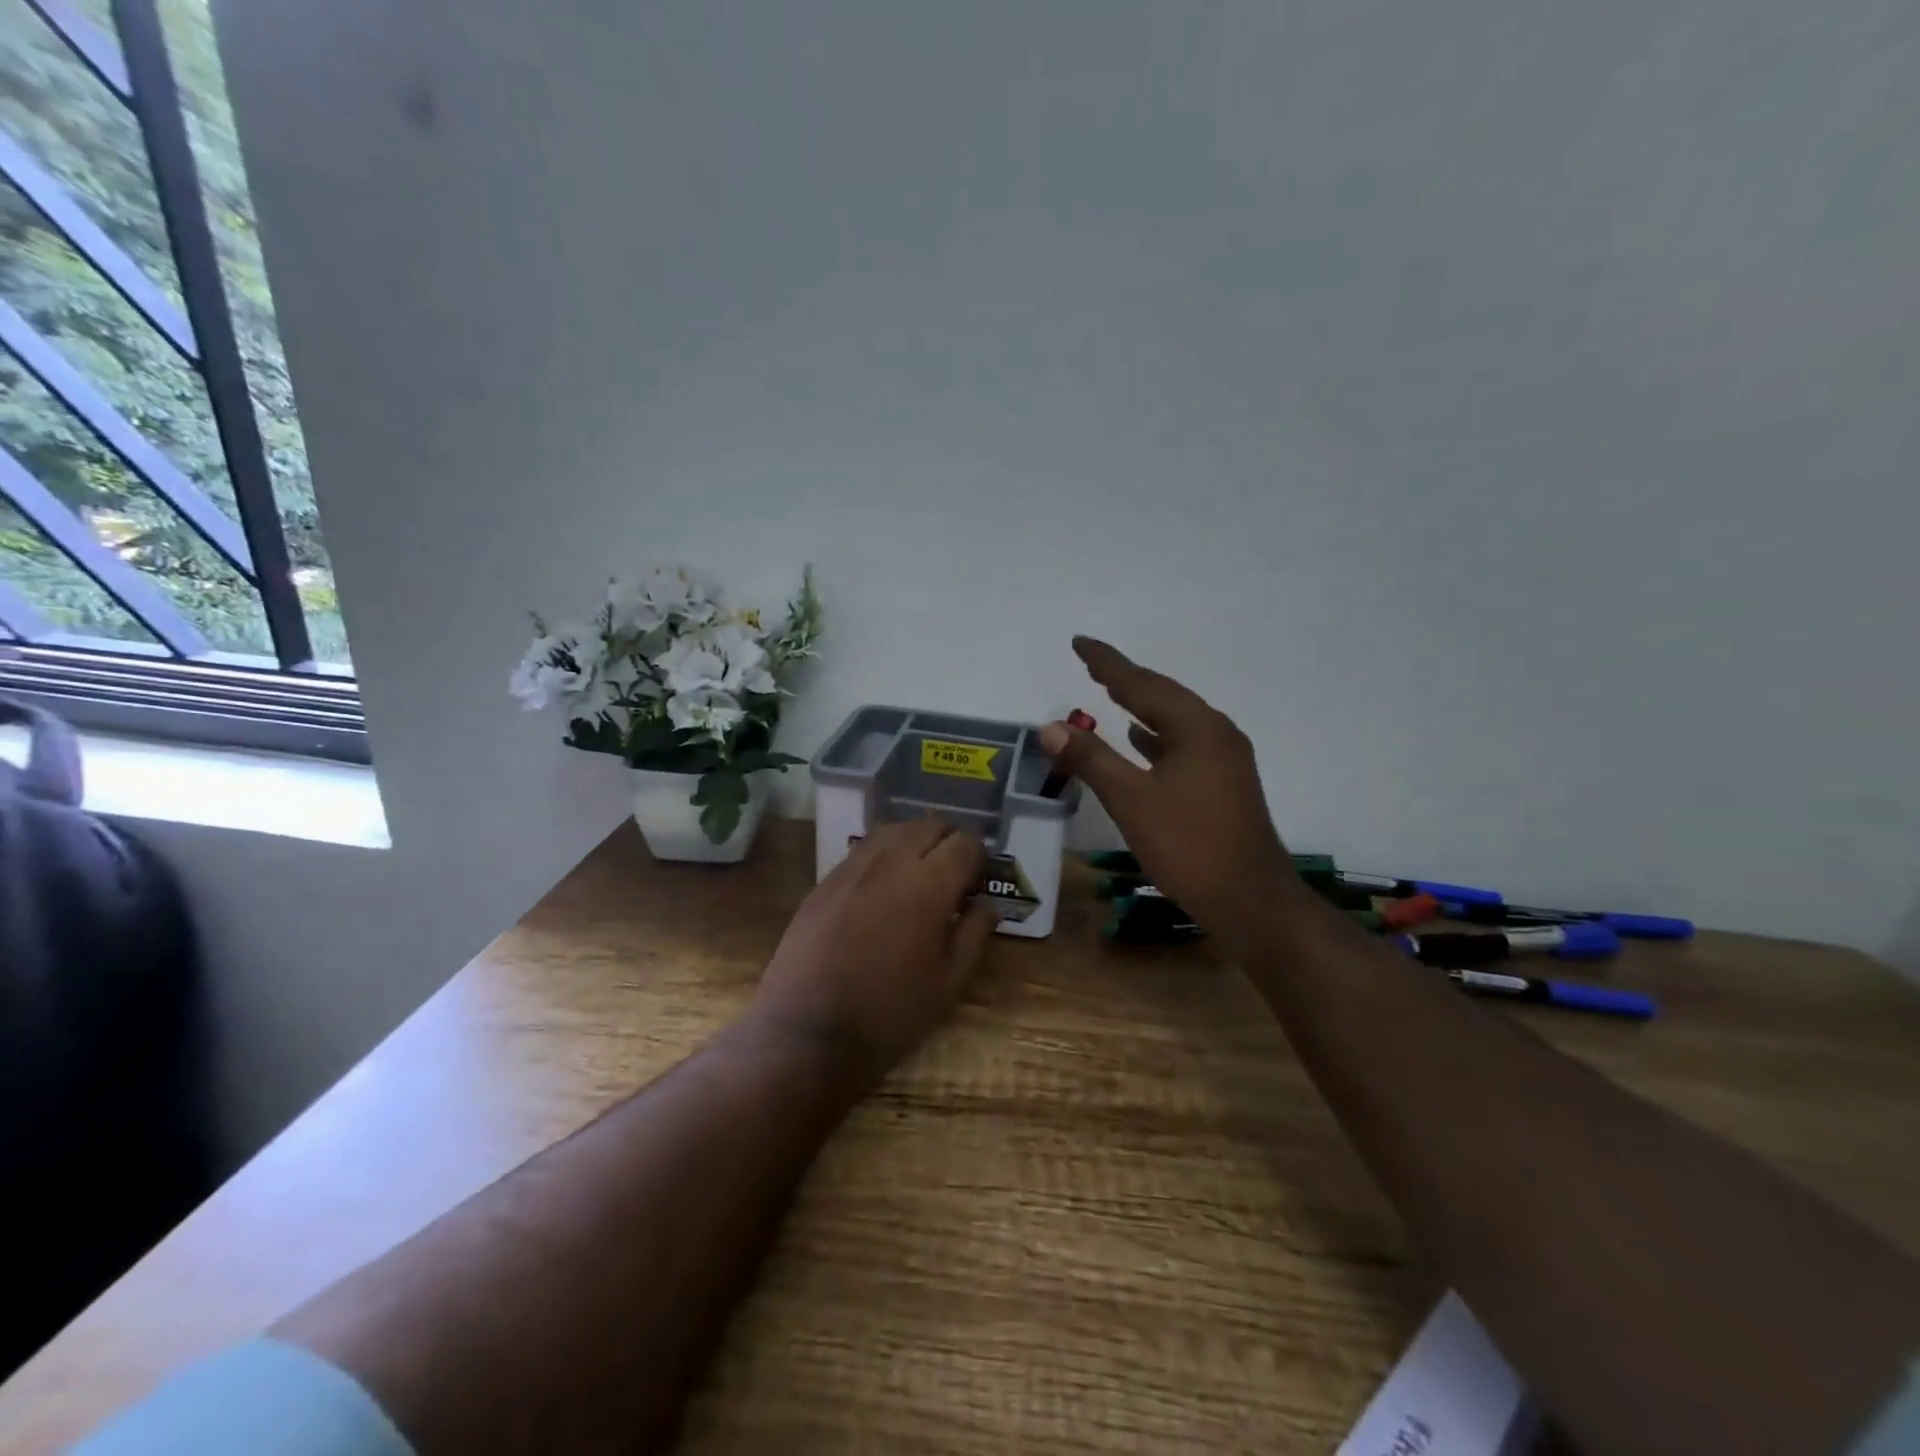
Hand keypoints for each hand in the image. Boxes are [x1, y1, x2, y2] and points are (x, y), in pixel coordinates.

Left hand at [750, 817, 997, 1082]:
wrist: (807, 1031)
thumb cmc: (889, 1013)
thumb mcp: (948, 983)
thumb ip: (974, 934)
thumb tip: (987, 903)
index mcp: (929, 884)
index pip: (965, 844)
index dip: (979, 858)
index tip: (979, 881)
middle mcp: (891, 861)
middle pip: (930, 826)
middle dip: (949, 843)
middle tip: (952, 877)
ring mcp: (852, 867)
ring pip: (894, 830)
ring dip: (914, 842)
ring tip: (918, 876)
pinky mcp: (825, 880)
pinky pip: (863, 850)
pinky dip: (883, 855)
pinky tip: (882, 888)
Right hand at [1039, 637, 1302, 937]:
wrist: (1251, 901)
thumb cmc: (1189, 846)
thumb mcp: (1132, 800)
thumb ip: (1091, 759)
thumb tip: (1050, 726)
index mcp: (1197, 728)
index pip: (1142, 683)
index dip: (1107, 662)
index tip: (1079, 642)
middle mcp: (1216, 733)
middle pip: (1162, 695)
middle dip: (1125, 678)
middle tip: (1091, 663)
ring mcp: (1225, 758)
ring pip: (1174, 721)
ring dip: (1141, 706)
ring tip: (1109, 692)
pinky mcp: (1224, 782)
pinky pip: (1183, 744)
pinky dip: (1156, 737)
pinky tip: (1139, 741)